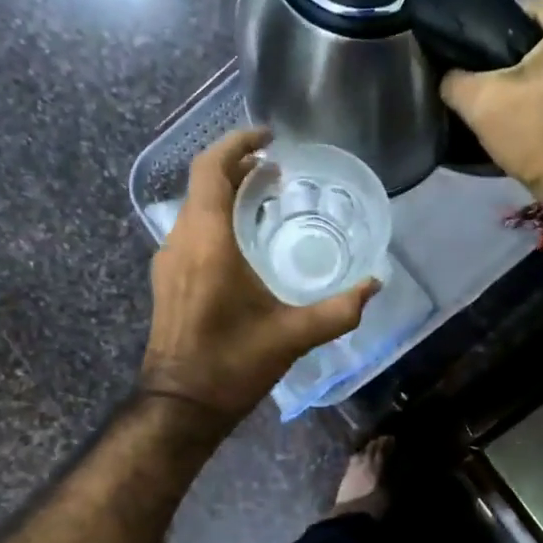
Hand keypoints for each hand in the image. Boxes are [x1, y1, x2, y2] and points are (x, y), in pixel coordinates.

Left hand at [141, 128, 377, 425]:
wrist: (180, 404)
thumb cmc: (232, 364)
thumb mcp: (293, 336)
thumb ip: (339, 310)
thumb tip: (375, 285)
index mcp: (208, 242)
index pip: (212, 169)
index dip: (238, 144)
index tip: (270, 139)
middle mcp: (182, 241)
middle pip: (203, 183)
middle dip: (238, 167)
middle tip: (277, 171)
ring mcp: (168, 260)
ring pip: (194, 207)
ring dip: (226, 193)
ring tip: (264, 198)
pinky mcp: (167, 279)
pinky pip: (191, 230)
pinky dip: (216, 218)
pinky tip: (243, 241)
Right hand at [440, 0, 542, 195]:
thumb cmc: (539, 133)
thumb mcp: (481, 103)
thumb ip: (454, 79)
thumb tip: (447, 75)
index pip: (523, 11)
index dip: (492, 37)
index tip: (476, 65)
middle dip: (516, 61)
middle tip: (490, 89)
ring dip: (536, 80)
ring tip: (511, 106)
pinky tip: (537, 118)